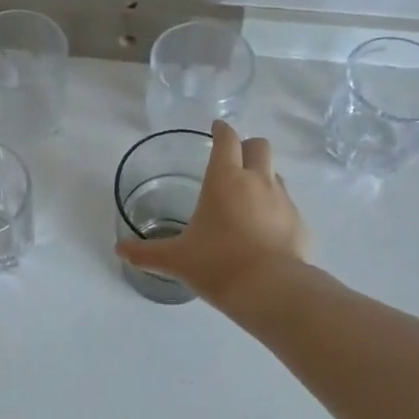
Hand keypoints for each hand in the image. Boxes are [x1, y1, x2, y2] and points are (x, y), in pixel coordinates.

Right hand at [114, 120, 308, 306]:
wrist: (270, 290)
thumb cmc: (217, 264)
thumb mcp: (176, 259)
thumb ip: (147, 253)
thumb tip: (119, 250)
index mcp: (225, 179)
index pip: (227, 139)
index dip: (221, 130)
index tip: (216, 128)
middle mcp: (257, 181)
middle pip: (259, 146)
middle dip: (247, 147)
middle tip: (234, 160)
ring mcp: (283, 201)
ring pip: (276, 174)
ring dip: (263, 177)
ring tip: (248, 199)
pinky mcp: (300, 223)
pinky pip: (288, 207)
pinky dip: (276, 211)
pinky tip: (265, 232)